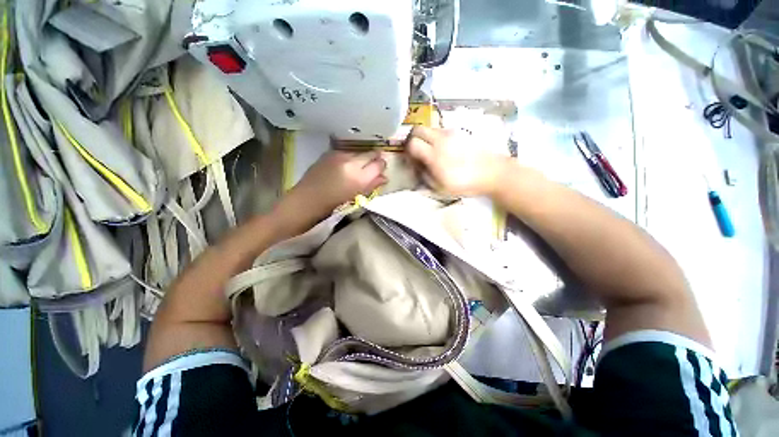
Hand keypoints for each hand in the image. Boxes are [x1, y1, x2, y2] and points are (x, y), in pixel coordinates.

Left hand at [286, 150, 386, 217]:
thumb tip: (384, 177)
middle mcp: (350, 162)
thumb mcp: (356, 197)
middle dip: (374, 159)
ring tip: (358, 168)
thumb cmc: (333, 205)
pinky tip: (345, 167)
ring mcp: (339, 155)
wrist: (305, 201)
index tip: (382, 169)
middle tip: (374, 166)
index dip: (382, 166)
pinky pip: (347, 153)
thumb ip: (372, 185)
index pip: (378, 164)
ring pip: (358, 152)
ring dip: (362, 158)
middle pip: (370, 153)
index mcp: (359, 177)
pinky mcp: (329, 153)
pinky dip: (350, 158)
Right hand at [406, 126, 504, 196]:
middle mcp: (441, 140)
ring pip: (430, 128)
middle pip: (418, 129)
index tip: (411, 159)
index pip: (412, 143)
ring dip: (426, 137)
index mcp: (434, 155)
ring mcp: (452, 133)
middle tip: (417, 150)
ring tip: (431, 151)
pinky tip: (445, 149)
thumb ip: (425, 176)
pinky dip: (437, 138)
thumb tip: (418, 168)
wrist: (492, 172)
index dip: (408, 150)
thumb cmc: (465, 183)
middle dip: (413, 138)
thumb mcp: (441, 188)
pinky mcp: (461, 132)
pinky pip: (442, 130)